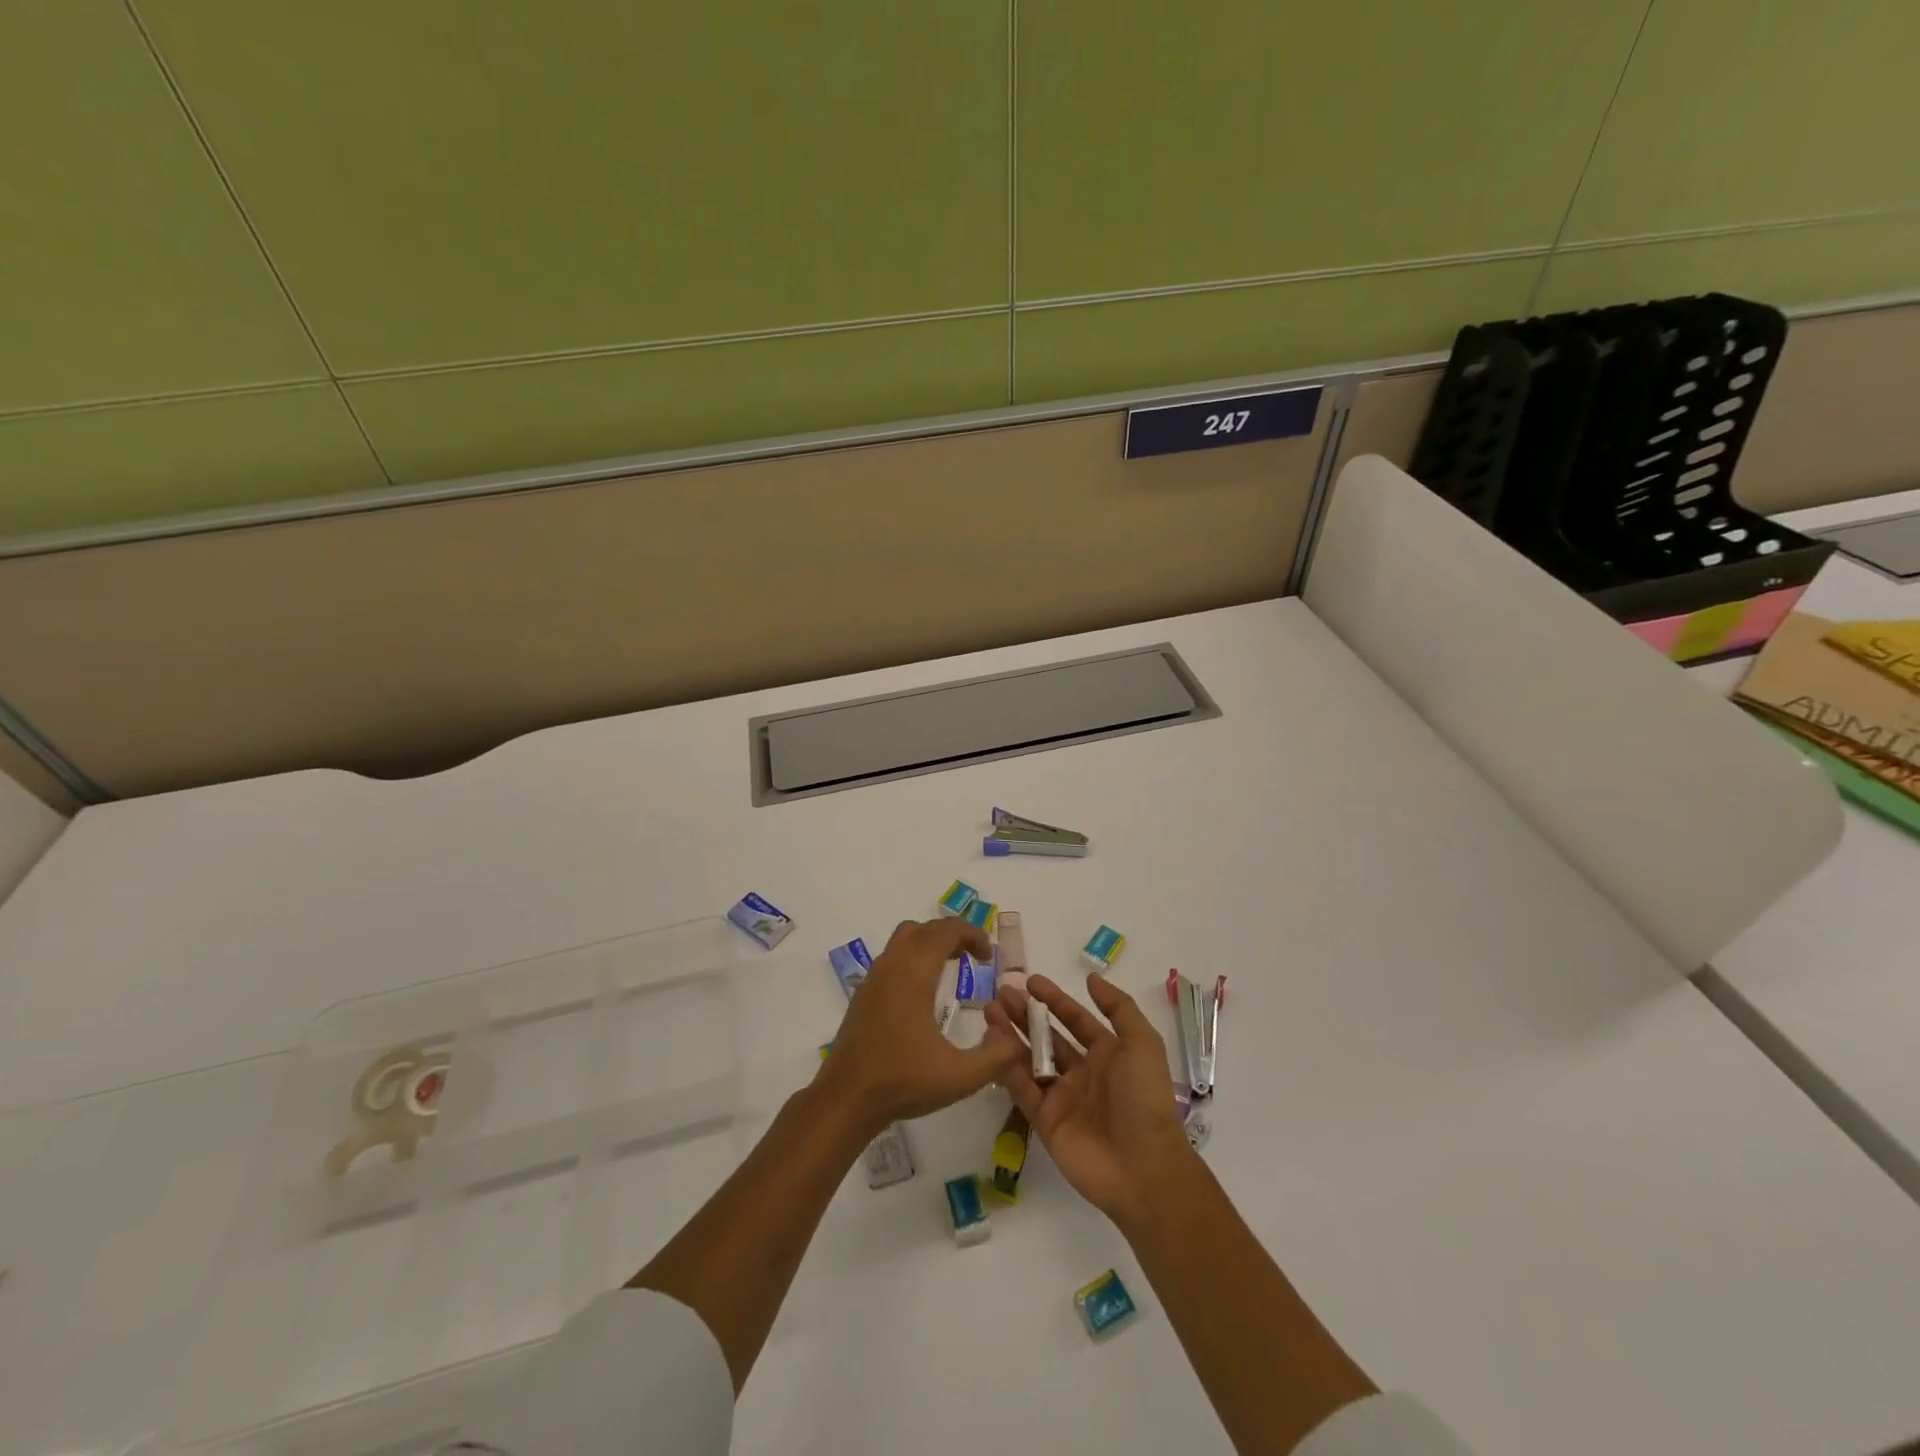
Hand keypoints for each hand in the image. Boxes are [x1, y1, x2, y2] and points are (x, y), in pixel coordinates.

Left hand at [815, 917, 1023, 1134]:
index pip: (945, 930)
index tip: (988, 956)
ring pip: (903, 938)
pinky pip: (891, 957)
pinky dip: (912, 957)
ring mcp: (873, 978)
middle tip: (974, 958)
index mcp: (914, 974)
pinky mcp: (863, 993)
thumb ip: (996, 1057)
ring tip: (951, 966)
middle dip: (953, 935)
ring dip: (930, 942)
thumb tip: (1017, 1040)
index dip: (972, 934)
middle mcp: (891, 966)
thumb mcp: (960, 1076)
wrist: (845, 1099)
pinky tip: (923, 991)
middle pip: (924, 928)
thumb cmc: (902, 1083)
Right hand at [986, 973, 1195, 1226]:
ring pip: (1029, 1059)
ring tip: (990, 1011)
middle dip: (1025, 1014)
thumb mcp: (1142, 1043)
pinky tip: (991, 1043)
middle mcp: (1082, 1073)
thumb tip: (1091, 978)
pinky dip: (1006, 1066)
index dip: (1054, 999)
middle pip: (1047, 1036)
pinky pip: (1022, 1088)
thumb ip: (1118, 1007)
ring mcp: (1061, 1098)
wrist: (1142, 1167)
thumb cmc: (1144, 1098)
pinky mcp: (1044, 1121)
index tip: (1029, 981)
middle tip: (1001, 993)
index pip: (1075, 1020)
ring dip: (1010, 1035)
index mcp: (1108, 1054)